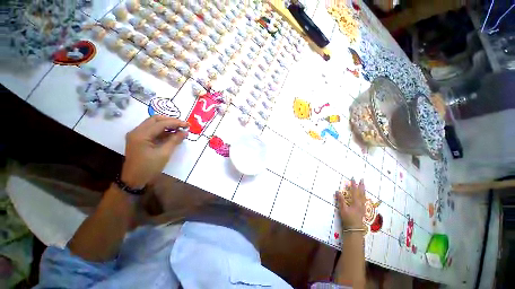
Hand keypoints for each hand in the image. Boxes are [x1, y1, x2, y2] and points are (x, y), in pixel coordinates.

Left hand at [121, 116, 188, 187]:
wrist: (134, 180)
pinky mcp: (138, 139)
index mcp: (141, 135)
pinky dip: (162, 130)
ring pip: (153, 124)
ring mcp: (136, 135)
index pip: (160, 123)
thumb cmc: (149, 168)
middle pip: (155, 119)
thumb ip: (174, 141)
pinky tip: (172, 134)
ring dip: (167, 125)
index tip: (187, 125)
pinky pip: (151, 130)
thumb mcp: (164, 154)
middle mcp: (136, 131)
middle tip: (183, 125)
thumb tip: (185, 132)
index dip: (175, 122)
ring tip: (179, 129)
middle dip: (170, 121)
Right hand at [336, 179, 365, 228]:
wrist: (355, 229)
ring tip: (364, 186)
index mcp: (356, 202)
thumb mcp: (343, 209)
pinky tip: (364, 197)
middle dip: (361, 186)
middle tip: (362, 180)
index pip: (354, 191)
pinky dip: (364, 196)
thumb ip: (340, 200)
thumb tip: (337, 191)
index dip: (354, 184)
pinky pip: (364, 201)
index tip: (353, 178)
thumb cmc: (348, 219)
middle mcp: (360, 204)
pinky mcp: (363, 210)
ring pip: (364, 197)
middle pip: (361, 193)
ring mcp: (363, 207)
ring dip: (363, 190)